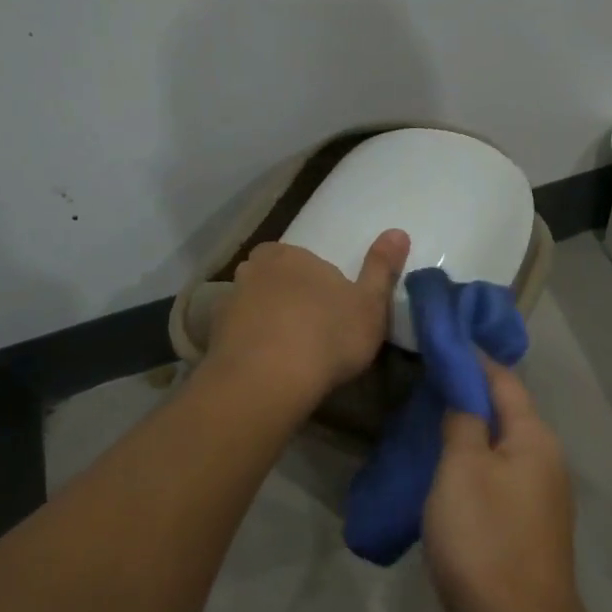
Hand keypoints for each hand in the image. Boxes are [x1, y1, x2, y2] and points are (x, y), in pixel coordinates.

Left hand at [207, 229, 410, 403]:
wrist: (267, 380)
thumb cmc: (327, 336)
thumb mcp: (370, 303)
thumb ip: (382, 267)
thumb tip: (398, 231)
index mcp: (291, 255)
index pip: (305, 260)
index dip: (320, 285)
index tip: (333, 312)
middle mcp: (254, 270)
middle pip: (275, 279)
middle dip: (289, 298)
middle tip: (311, 330)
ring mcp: (229, 302)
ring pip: (253, 306)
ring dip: (267, 322)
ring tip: (289, 353)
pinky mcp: (213, 337)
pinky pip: (238, 335)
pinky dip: (250, 346)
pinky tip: (267, 368)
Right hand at [424, 361, 585, 611]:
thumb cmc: (485, 540)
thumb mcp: (462, 471)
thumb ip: (464, 423)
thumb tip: (466, 392)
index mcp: (534, 439)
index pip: (503, 380)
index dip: (473, 359)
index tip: (442, 342)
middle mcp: (547, 461)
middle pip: (507, 413)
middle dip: (470, 395)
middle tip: (426, 384)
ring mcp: (542, 498)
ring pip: (502, 449)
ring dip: (471, 433)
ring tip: (429, 424)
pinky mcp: (530, 528)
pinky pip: (500, 481)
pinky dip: (474, 468)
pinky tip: (446, 477)